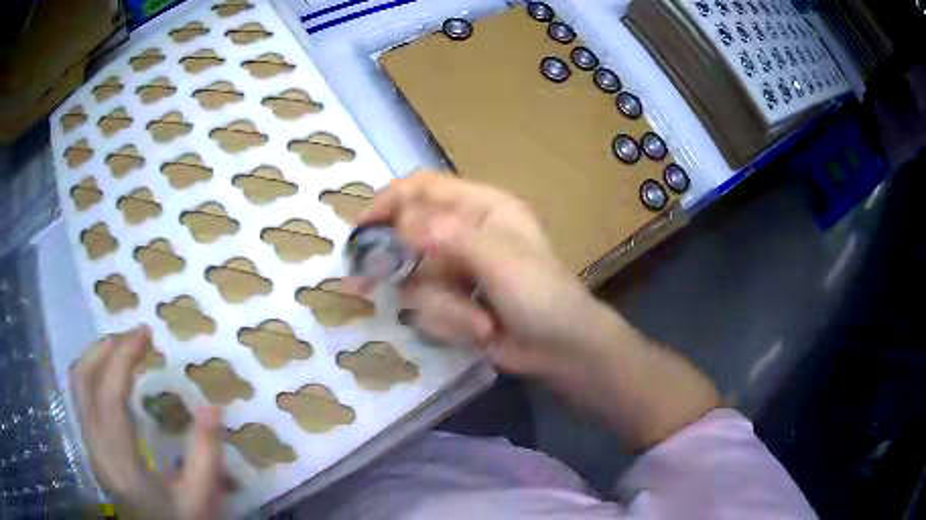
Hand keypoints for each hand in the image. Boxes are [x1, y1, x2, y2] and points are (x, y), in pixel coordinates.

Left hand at [70, 326, 224, 518]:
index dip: (123, 358)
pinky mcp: (91, 446)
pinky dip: (93, 374)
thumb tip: (213, 407)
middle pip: (83, 381)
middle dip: (105, 348)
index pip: (109, 396)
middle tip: (133, 337)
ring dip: (96, 357)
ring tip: (121, 348)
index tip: (145, 334)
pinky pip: (81, 397)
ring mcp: (90, 445)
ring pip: (77, 385)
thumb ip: (206, 456)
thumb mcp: (201, 498)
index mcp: (121, 461)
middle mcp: (96, 446)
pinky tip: (111, 377)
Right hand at [353, 173, 719, 448]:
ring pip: (415, 279)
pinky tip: (481, 332)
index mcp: (481, 207)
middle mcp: (464, 232)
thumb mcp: (501, 259)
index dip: (390, 201)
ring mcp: (456, 269)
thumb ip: (449, 236)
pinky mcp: (452, 301)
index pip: (423, 187)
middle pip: (408, 235)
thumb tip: (401, 223)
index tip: (361, 227)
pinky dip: (450, 322)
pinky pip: (426, 306)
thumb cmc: (542, 295)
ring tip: (479, 322)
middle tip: (369, 283)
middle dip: (399, 264)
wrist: (562, 350)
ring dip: (443, 307)